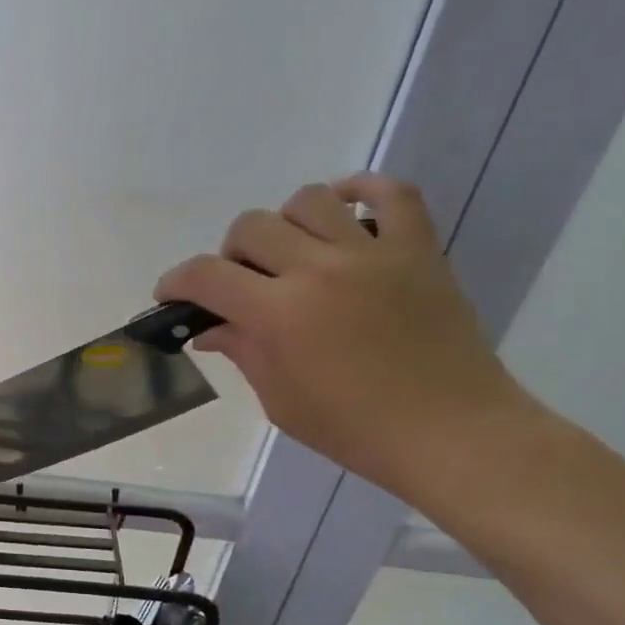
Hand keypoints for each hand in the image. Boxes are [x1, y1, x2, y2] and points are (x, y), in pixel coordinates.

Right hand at [155, 175, 530, 499]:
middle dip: (230, 255)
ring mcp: (372, 253)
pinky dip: (362, 190)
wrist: (453, 434)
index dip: (176, 282)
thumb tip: (211, 328)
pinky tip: (344, 211)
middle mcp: (319, 270)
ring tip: (293, 254)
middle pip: (250, 227)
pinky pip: (391, 193)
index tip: (172, 295)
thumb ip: (243, 352)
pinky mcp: (418, 249)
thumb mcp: (281, 402)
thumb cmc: (357, 430)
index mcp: (280, 315)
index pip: (206, 275)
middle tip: (242, 286)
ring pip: (308, 200)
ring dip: (285, 225)